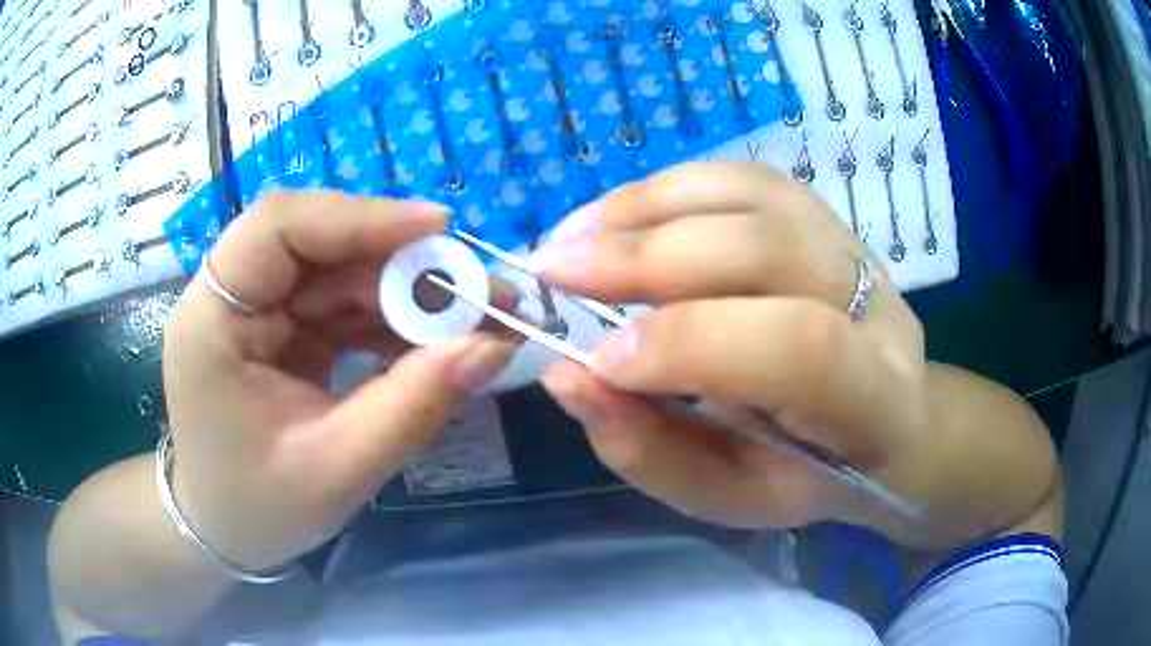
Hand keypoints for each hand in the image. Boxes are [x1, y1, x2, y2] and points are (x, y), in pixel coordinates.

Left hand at [162, 190, 514, 570]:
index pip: (278, 226)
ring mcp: (258, 312)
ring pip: (340, 273)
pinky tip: (431, 342)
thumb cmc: (259, 508)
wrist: (225, 529)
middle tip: (479, 290)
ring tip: (470, 319)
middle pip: (320, 246)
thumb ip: (412, 406)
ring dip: (406, 293)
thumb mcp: (337, 470)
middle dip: (401, 264)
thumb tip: (492, 345)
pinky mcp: (283, 330)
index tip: (438, 229)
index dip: (359, 216)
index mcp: (212, 320)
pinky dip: (390, 319)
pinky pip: (343, 306)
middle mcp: (231, 298)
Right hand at [536, 163, 926, 529]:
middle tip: (554, 272)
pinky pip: (742, 179)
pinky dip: (667, 190)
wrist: (882, 422)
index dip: (691, 344)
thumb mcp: (729, 495)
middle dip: (647, 256)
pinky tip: (617, 216)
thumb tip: (568, 376)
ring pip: (753, 195)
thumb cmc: (808, 475)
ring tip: (573, 237)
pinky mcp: (824, 217)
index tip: (596, 358)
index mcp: (872, 399)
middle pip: (769, 248)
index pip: (799, 349)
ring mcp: (854, 248)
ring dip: (647, 207)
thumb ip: (652, 450)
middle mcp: (875, 307)